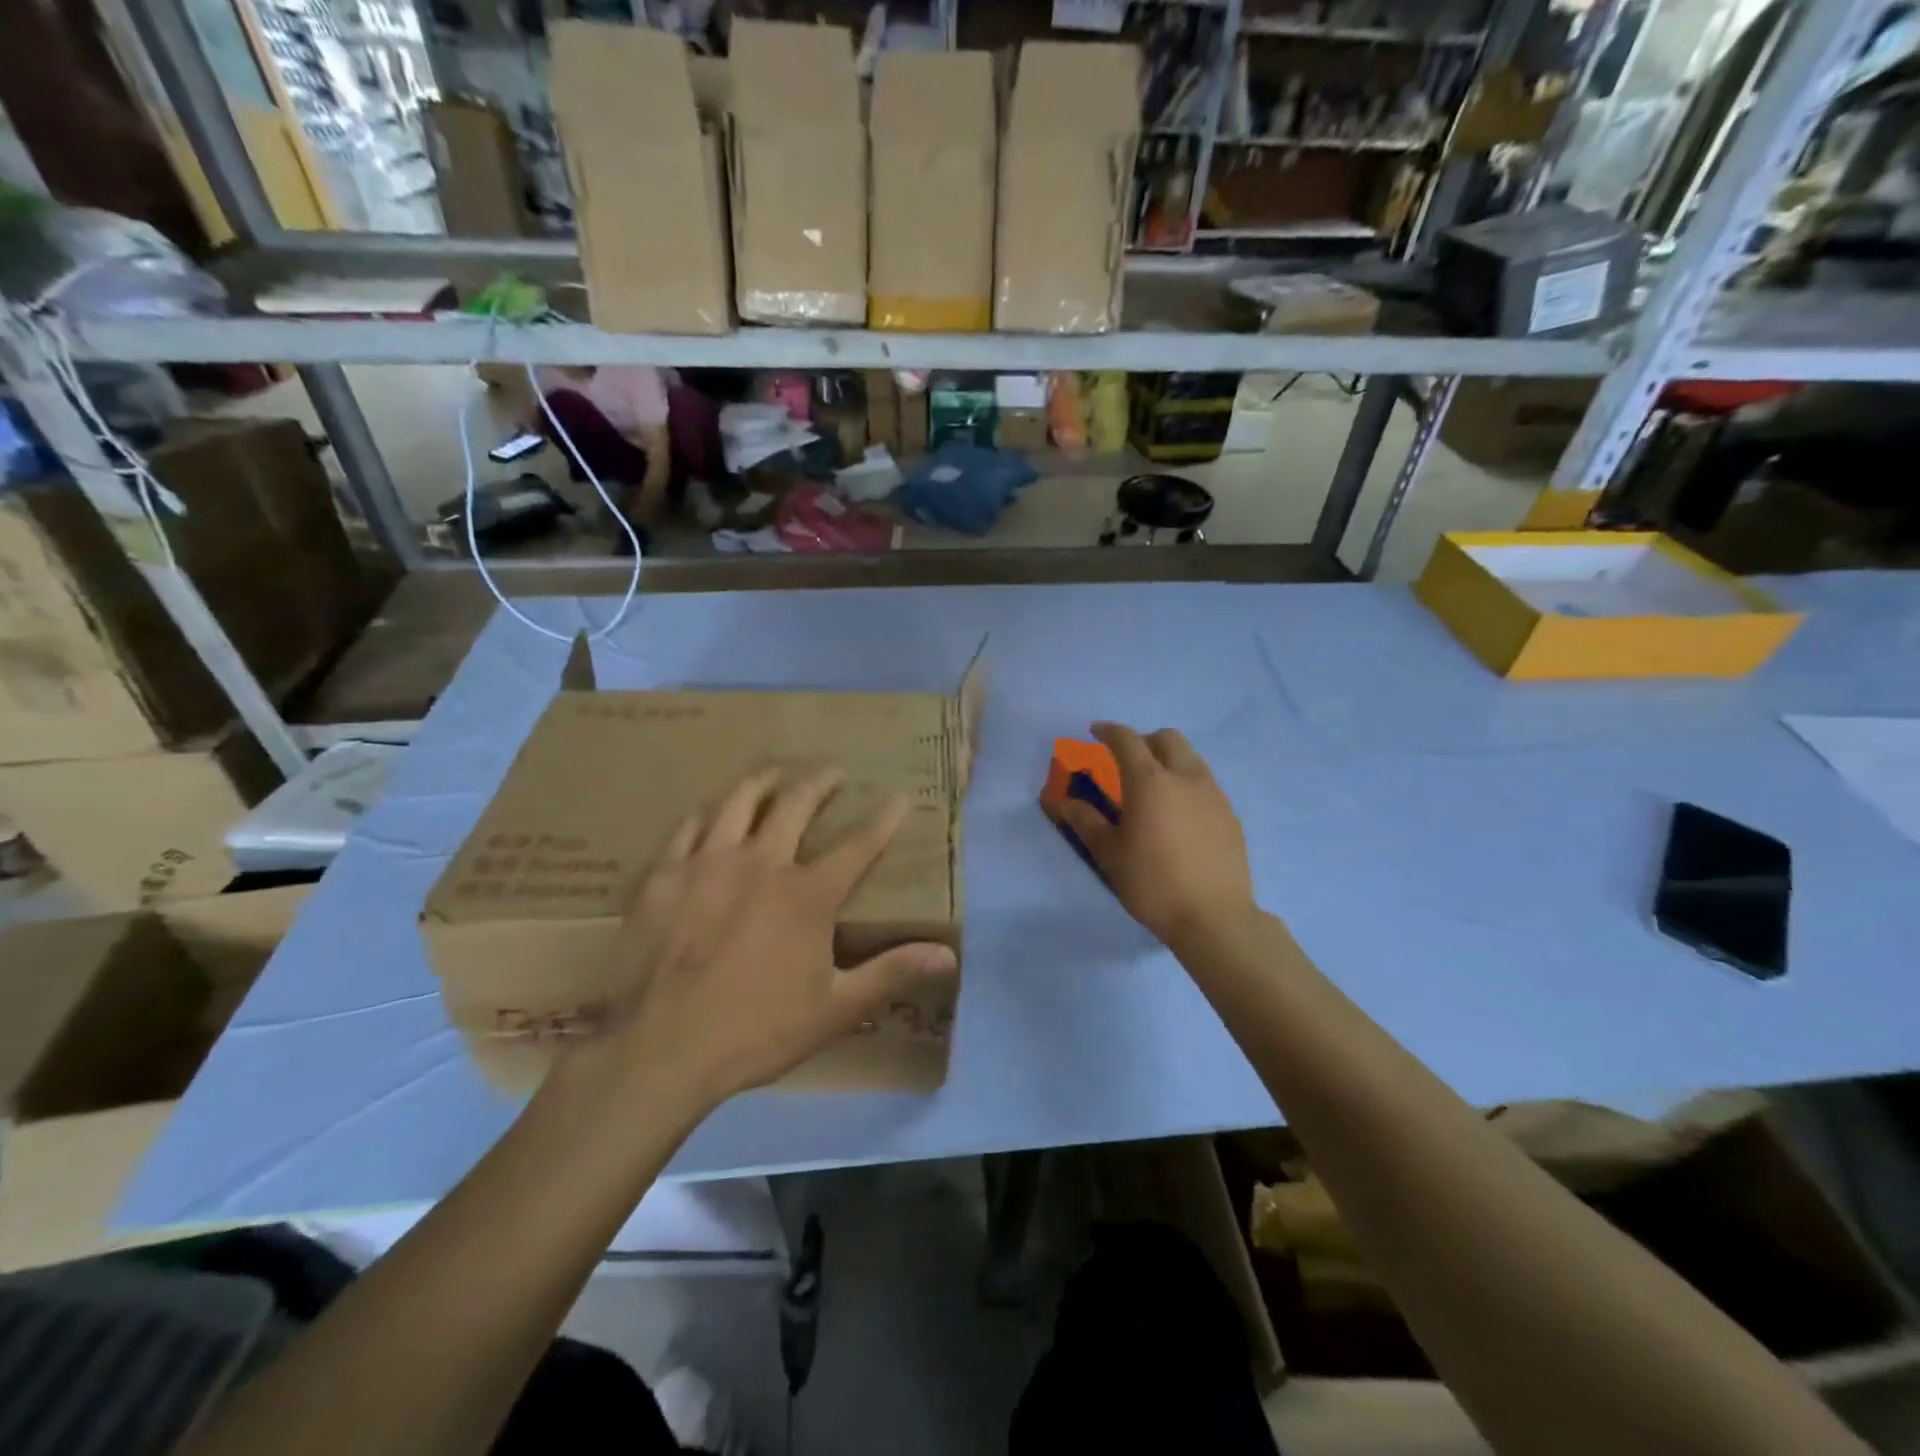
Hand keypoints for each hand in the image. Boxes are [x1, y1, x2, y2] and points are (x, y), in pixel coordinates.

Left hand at [572, 766, 956, 1107]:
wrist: (660, 1050)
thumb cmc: (756, 1030)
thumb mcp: (836, 1010)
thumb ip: (891, 973)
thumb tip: (948, 955)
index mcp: (806, 895)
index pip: (857, 845)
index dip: (882, 819)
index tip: (897, 796)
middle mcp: (761, 863)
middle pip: (795, 805)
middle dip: (819, 781)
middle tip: (832, 770)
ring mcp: (707, 864)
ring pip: (738, 802)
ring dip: (763, 780)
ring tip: (775, 771)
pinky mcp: (663, 876)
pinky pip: (687, 827)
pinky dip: (707, 812)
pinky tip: (711, 811)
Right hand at [1058, 722, 1256, 953]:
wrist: (1214, 918)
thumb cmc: (1152, 883)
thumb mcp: (1110, 854)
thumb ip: (1086, 821)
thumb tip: (1060, 801)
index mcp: (1150, 782)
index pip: (1127, 740)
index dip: (1109, 731)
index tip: (1095, 732)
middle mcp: (1185, 777)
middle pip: (1167, 738)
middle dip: (1144, 740)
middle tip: (1127, 760)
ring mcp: (1213, 794)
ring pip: (1191, 758)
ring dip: (1168, 759)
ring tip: (1154, 788)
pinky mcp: (1230, 815)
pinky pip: (1205, 783)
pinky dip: (1186, 783)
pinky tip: (1178, 814)